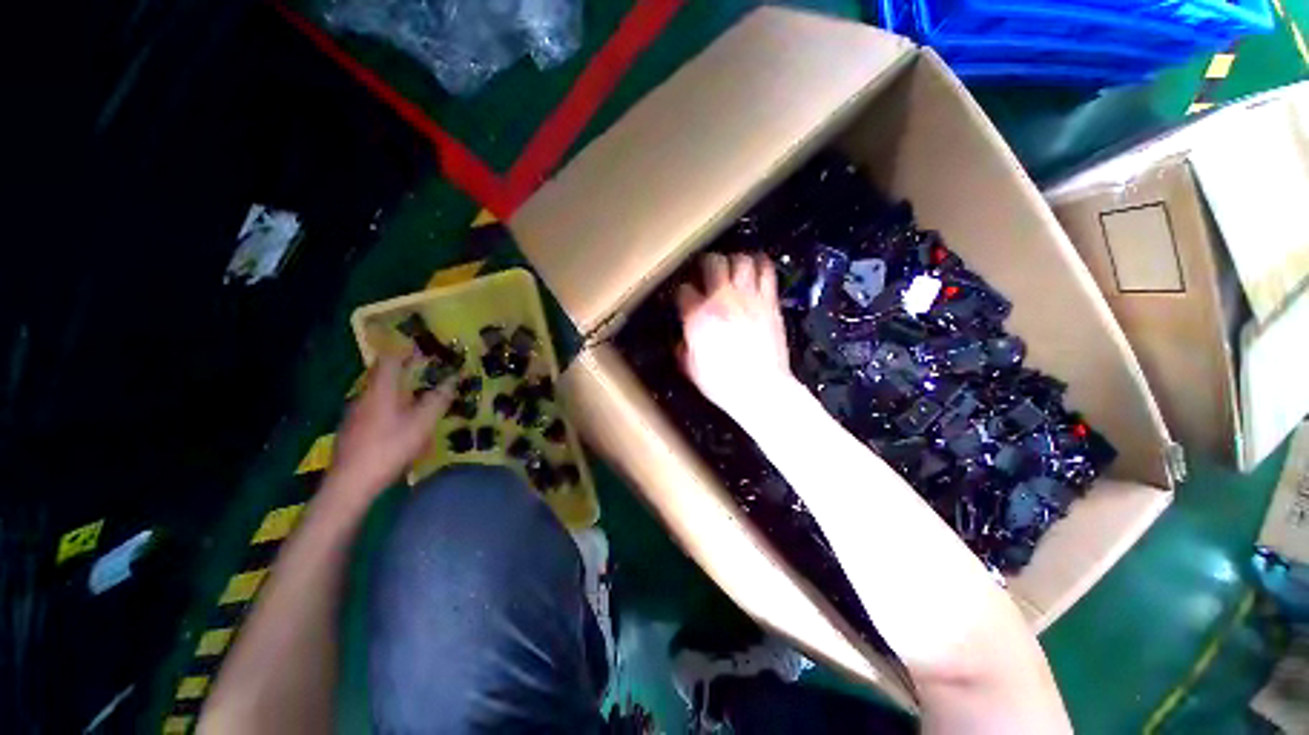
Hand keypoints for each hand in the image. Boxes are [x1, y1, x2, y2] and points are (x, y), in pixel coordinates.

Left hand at [329, 354, 454, 495]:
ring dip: (398, 388)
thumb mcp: (422, 424)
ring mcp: (355, 413)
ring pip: (378, 391)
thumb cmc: (389, 448)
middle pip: (383, 374)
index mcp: (381, 390)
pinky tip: (401, 419)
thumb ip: (438, 400)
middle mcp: (364, 396)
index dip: (407, 350)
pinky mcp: (352, 428)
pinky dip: (390, 403)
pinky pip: (374, 406)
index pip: (390, 358)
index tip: (426, 350)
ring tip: (419, 394)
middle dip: (405, 369)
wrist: (350, 483)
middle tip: (428, 372)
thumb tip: (452, 380)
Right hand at [676, 253, 793, 422]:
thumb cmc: (723, 383)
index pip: (683, 290)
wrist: (761, 388)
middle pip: (712, 263)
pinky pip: (767, 272)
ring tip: (732, 269)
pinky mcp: (770, 303)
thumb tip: (683, 340)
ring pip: (741, 260)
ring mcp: (749, 298)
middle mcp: (722, 300)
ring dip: (734, 261)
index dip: (681, 293)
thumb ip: (684, 348)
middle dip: (705, 264)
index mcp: (698, 317)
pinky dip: (760, 266)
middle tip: (705, 272)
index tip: (684, 299)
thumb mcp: (692, 369)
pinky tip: (756, 270)